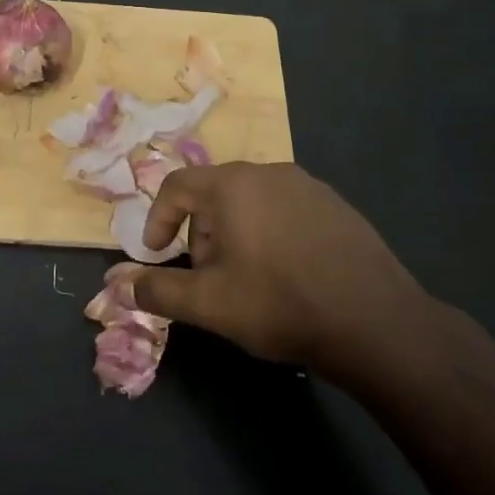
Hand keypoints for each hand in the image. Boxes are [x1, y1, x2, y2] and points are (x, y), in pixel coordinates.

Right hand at [129, 162, 440, 385]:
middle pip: (215, 194)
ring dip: (236, 234)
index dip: (157, 218)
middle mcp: (269, 172)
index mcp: (233, 185)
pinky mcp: (337, 205)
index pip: (177, 186)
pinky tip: (288, 274)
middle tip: (207, 277)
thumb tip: (121, 284)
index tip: (155, 253)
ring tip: (248, 280)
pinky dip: (272, 233)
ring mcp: (309, 185)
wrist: (374, 322)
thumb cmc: (279, 304)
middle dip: (200, 233)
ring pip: (252, 202)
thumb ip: (158, 290)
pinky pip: (286, 210)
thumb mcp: (208, 303)